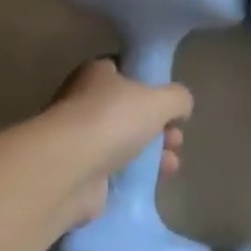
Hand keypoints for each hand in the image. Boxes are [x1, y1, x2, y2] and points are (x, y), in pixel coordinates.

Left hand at [35, 59, 189, 224]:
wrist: (69, 169)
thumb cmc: (112, 120)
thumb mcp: (159, 100)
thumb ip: (177, 98)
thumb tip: (181, 105)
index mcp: (97, 73)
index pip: (126, 70)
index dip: (151, 84)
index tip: (171, 102)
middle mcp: (84, 100)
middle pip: (129, 110)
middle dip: (159, 125)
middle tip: (176, 137)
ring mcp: (80, 137)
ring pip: (125, 141)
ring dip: (153, 152)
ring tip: (172, 164)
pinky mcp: (80, 171)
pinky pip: (116, 169)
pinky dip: (136, 174)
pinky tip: (156, 180)